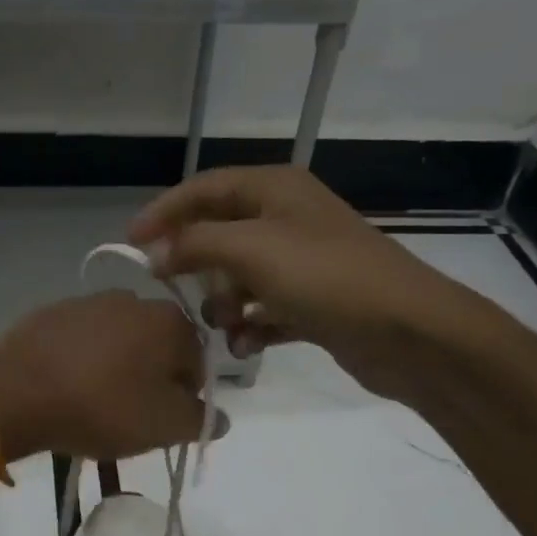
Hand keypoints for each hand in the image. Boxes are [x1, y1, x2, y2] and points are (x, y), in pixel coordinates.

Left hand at [0, 291, 206, 460]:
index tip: (163, 421)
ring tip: (94, 403)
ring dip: (115, 368)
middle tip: (130, 415)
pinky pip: (79, 341)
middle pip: (157, 348)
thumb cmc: (105, 408)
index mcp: (171, 322)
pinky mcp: (49, 313)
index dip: (186, 396)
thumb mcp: (165, 426)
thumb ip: (201, 420)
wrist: (20, 394)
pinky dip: (80, 361)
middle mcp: (134, 299)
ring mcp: (87, 302)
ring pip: (117, 342)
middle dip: (150, 379)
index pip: (197, 363)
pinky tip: (66, 388)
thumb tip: (220, 417)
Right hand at [128, 165, 464, 395]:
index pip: (205, 188)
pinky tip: (247, 347)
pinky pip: (266, 310)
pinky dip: (252, 327)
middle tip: (178, 296)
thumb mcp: (252, 251)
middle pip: (222, 236)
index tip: (130, 245)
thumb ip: (196, 245)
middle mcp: (288, 219)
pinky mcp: (314, 303)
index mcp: (275, 190)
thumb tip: (154, 253)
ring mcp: (303, 263)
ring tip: (226, 328)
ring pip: (242, 279)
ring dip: (225, 306)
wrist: (405, 330)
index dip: (165, 212)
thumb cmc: (326, 278)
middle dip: (199, 269)